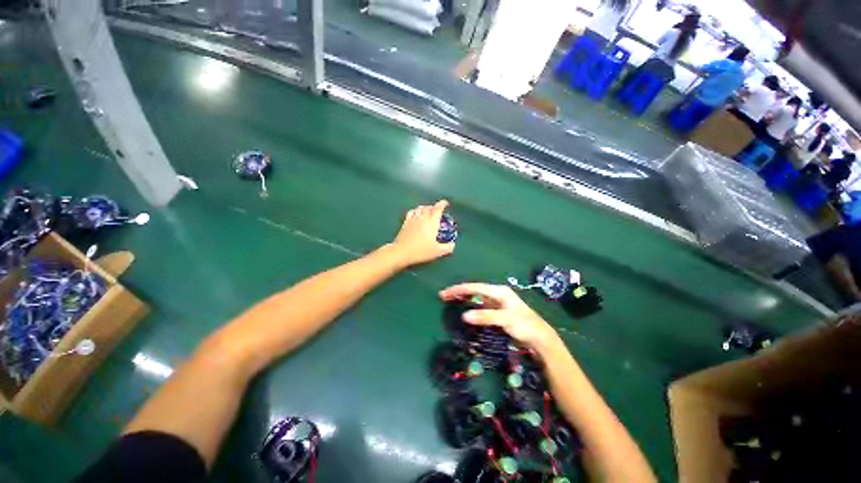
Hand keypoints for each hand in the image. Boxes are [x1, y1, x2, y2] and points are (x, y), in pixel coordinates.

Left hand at [390, 200, 455, 266]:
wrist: (402, 252)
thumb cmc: (421, 251)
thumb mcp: (438, 252)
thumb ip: (448, 247)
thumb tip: (453, 244)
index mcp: (432, 222)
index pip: (438, 208)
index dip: (442, 204)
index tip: (446, 203)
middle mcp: (423, 217)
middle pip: (429, 207)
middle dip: (434, 207)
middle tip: (438, 211)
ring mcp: (413, 219)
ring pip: (420, 208)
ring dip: (425, 207)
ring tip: (428, 211)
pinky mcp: (405, 222)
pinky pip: (411, 212)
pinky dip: (416, 210)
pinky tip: (416, 214)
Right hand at [438, 283, 559, 352]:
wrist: (541, 339)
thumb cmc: (526, 325)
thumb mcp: (506, 319)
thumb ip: (486, 316)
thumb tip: (464, 315)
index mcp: (499, 291)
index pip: (475, 287)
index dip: (459, 289)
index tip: (445, 293)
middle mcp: (497, 294)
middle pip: (474, 290)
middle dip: (459, 292)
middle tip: (443, 296)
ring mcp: (497, 303)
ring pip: (476, 298)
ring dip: (463, 299)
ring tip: (450, 301)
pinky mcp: (497, 312)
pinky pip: (480, 307)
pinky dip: (470, 307)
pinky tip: (464, 310)